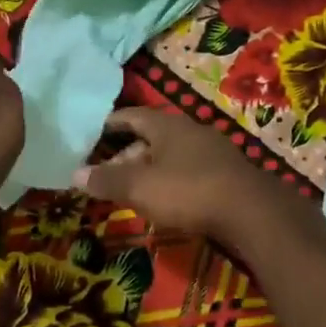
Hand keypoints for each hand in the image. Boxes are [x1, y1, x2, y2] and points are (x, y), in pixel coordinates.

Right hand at [73, 106, 313, 251]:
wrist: (250, 211)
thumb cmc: (188, 190)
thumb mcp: (140, 187)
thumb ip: (107, 180)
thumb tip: (74, 174)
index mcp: (167, 124)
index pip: (131, 116)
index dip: (110, 124)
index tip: (92, 133)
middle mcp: (190, 130)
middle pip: (151, 136)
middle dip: (127, 154)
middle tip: (107, 174)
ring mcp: (212, 150)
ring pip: (171, 154)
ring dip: (150, 170)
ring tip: (133, 190)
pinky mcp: (226, 173)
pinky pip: (189, 170)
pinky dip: (171, 181)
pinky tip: (167, 200)